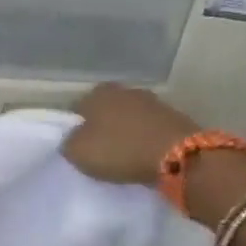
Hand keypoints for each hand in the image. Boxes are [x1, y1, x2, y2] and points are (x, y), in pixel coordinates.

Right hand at [63, 84, 199, 186]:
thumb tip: (73, 139)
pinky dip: (143, 137)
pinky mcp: (172, 115)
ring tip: (122, 154)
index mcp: (97, 94)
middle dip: (101, 126)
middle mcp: (124, 90)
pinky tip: (142, 153)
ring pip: (128, 117)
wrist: (176, 155)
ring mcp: (151, 101)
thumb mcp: (78, 152)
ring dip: (124, 131)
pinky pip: (148, 127)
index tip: (77, 146)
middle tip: (98, 150)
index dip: (74, 128)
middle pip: (105, 110)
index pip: (77, 108)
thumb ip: (68, 143)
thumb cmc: (119, 150)